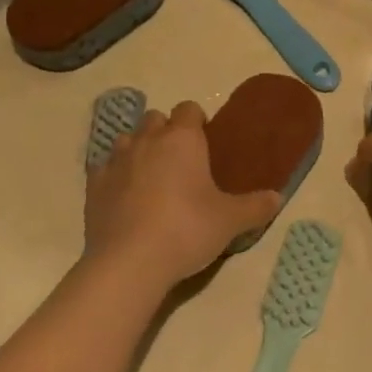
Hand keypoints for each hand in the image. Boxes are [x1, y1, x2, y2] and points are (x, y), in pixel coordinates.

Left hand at [84, 103, 280, 290]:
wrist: (130, 262)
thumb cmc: (187, 230)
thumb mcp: (230, 221)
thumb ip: (256, 207)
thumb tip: (278, 198)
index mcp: (183, 139)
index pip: (188, 109)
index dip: (197, 121)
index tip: (205, 142)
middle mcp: (148, 140)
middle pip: (155, 118)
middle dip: (166, 132)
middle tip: (180, 162)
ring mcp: (117, 160)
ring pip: (127, 138)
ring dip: (138, 149)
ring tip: (151, 176)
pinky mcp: (93, 185)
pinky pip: (104, 167)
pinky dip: (114, 175)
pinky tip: (123, 195)